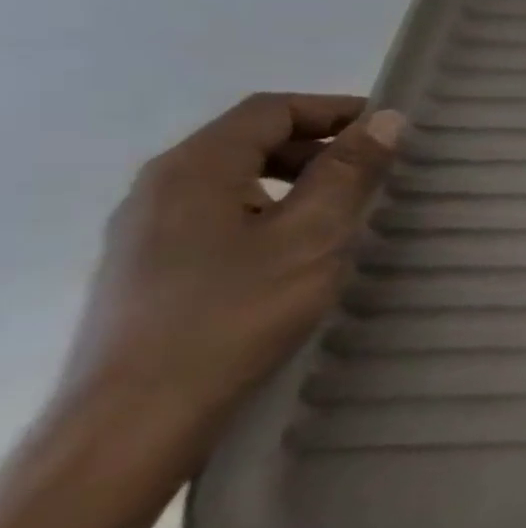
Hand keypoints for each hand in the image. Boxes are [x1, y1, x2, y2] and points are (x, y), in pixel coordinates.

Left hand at [58, 94, 401, 469]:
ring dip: (297, 181)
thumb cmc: (233, 314)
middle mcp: (161, 188)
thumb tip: (385, 119)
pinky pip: (221, 216)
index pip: (270, 110)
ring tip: (348, 210)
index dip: (334, 109)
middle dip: (320, 146)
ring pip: (236, 181)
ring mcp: (148, 231)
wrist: (135, 418)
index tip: (390, 128)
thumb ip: (348, 173)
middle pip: (250, 141)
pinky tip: (301, 250)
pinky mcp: (151, 268)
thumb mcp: (310, 237)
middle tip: (379, 170)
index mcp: (194, 169)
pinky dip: (271, 213)